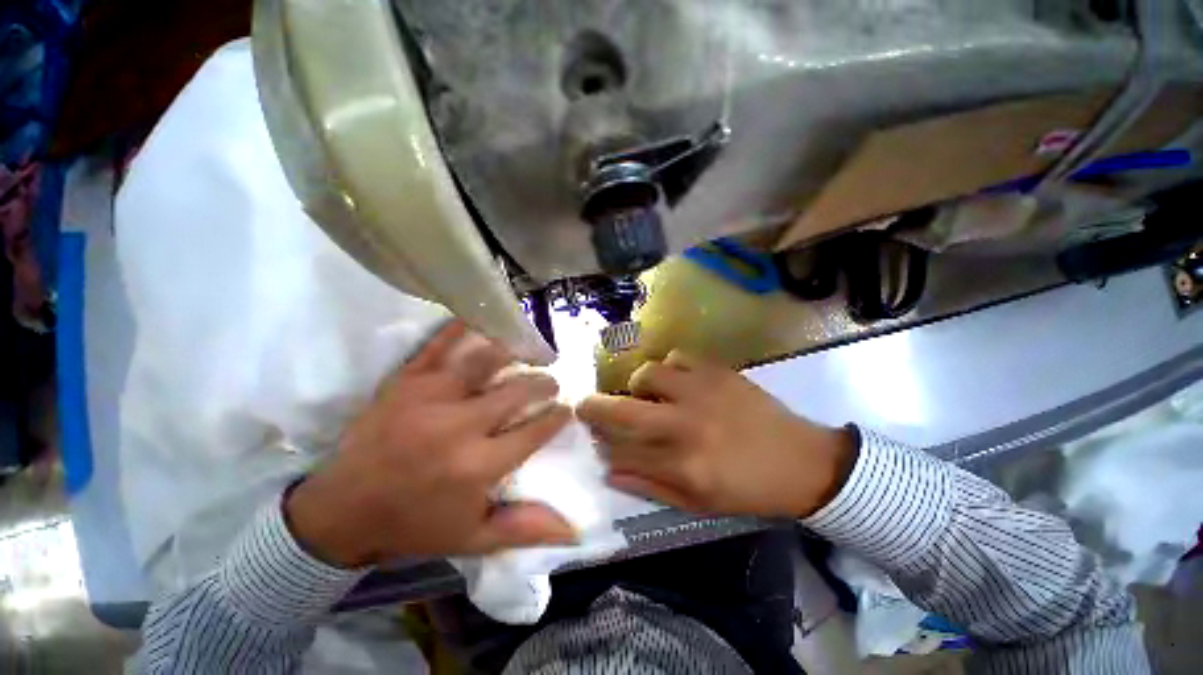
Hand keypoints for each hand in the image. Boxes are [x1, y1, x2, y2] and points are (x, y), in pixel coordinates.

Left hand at [285, 321, 575, 567]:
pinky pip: (438, 345)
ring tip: (528, 351)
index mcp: (477, 465)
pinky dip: (461, 328)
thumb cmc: (414, 525)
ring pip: (485, 361)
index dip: (557, 417)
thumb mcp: (472, 538)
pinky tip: (480, 317)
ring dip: (514, 353)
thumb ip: (524, 529)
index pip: (535, 430)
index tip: (566, 408)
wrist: (339, 512)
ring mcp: (430, 397)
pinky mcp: (406, 381)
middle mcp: (459, 426)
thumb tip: (575, 530)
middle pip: (517, 392)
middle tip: (550, 383)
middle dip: (543, 384)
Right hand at [577, 351, 856, 518]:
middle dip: (593, 407)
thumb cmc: (749, 489)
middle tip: (583, 404)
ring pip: (647, 374)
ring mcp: (701, 392)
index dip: (602, 445)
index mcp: (682, 465)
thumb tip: (610, 470)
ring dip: (637, 384)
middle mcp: (685, 425)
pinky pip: (678, 357)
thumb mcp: (699, 504)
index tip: (592, 440)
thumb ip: (650, 487)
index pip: (622, 453)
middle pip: (624, 411)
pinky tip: (676, 379)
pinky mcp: (718, 372)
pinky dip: (669, 367)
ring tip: (645, 392)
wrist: (803, 461)